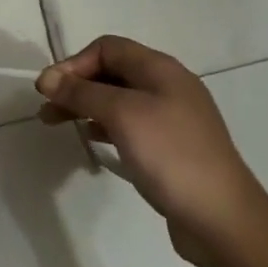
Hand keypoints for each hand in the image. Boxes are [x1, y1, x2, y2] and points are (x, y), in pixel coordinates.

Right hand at [36, 36, 267, 264]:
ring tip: (56, 123)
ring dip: (84, 105)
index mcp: (161, 70)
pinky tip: (91, 138)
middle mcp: (167, 87)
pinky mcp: (170, 146)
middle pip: (111, 72)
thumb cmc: (170, 155)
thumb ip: (81, 92)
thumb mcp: (121, 115)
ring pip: (117, 99)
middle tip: (46, 108)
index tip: (49, 89)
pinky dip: (104, 125)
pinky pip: (128, 124)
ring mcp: (171, 118)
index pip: (107, 47)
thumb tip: (47, 78)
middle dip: (75, 85)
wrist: (221, 218)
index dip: (74, 63)